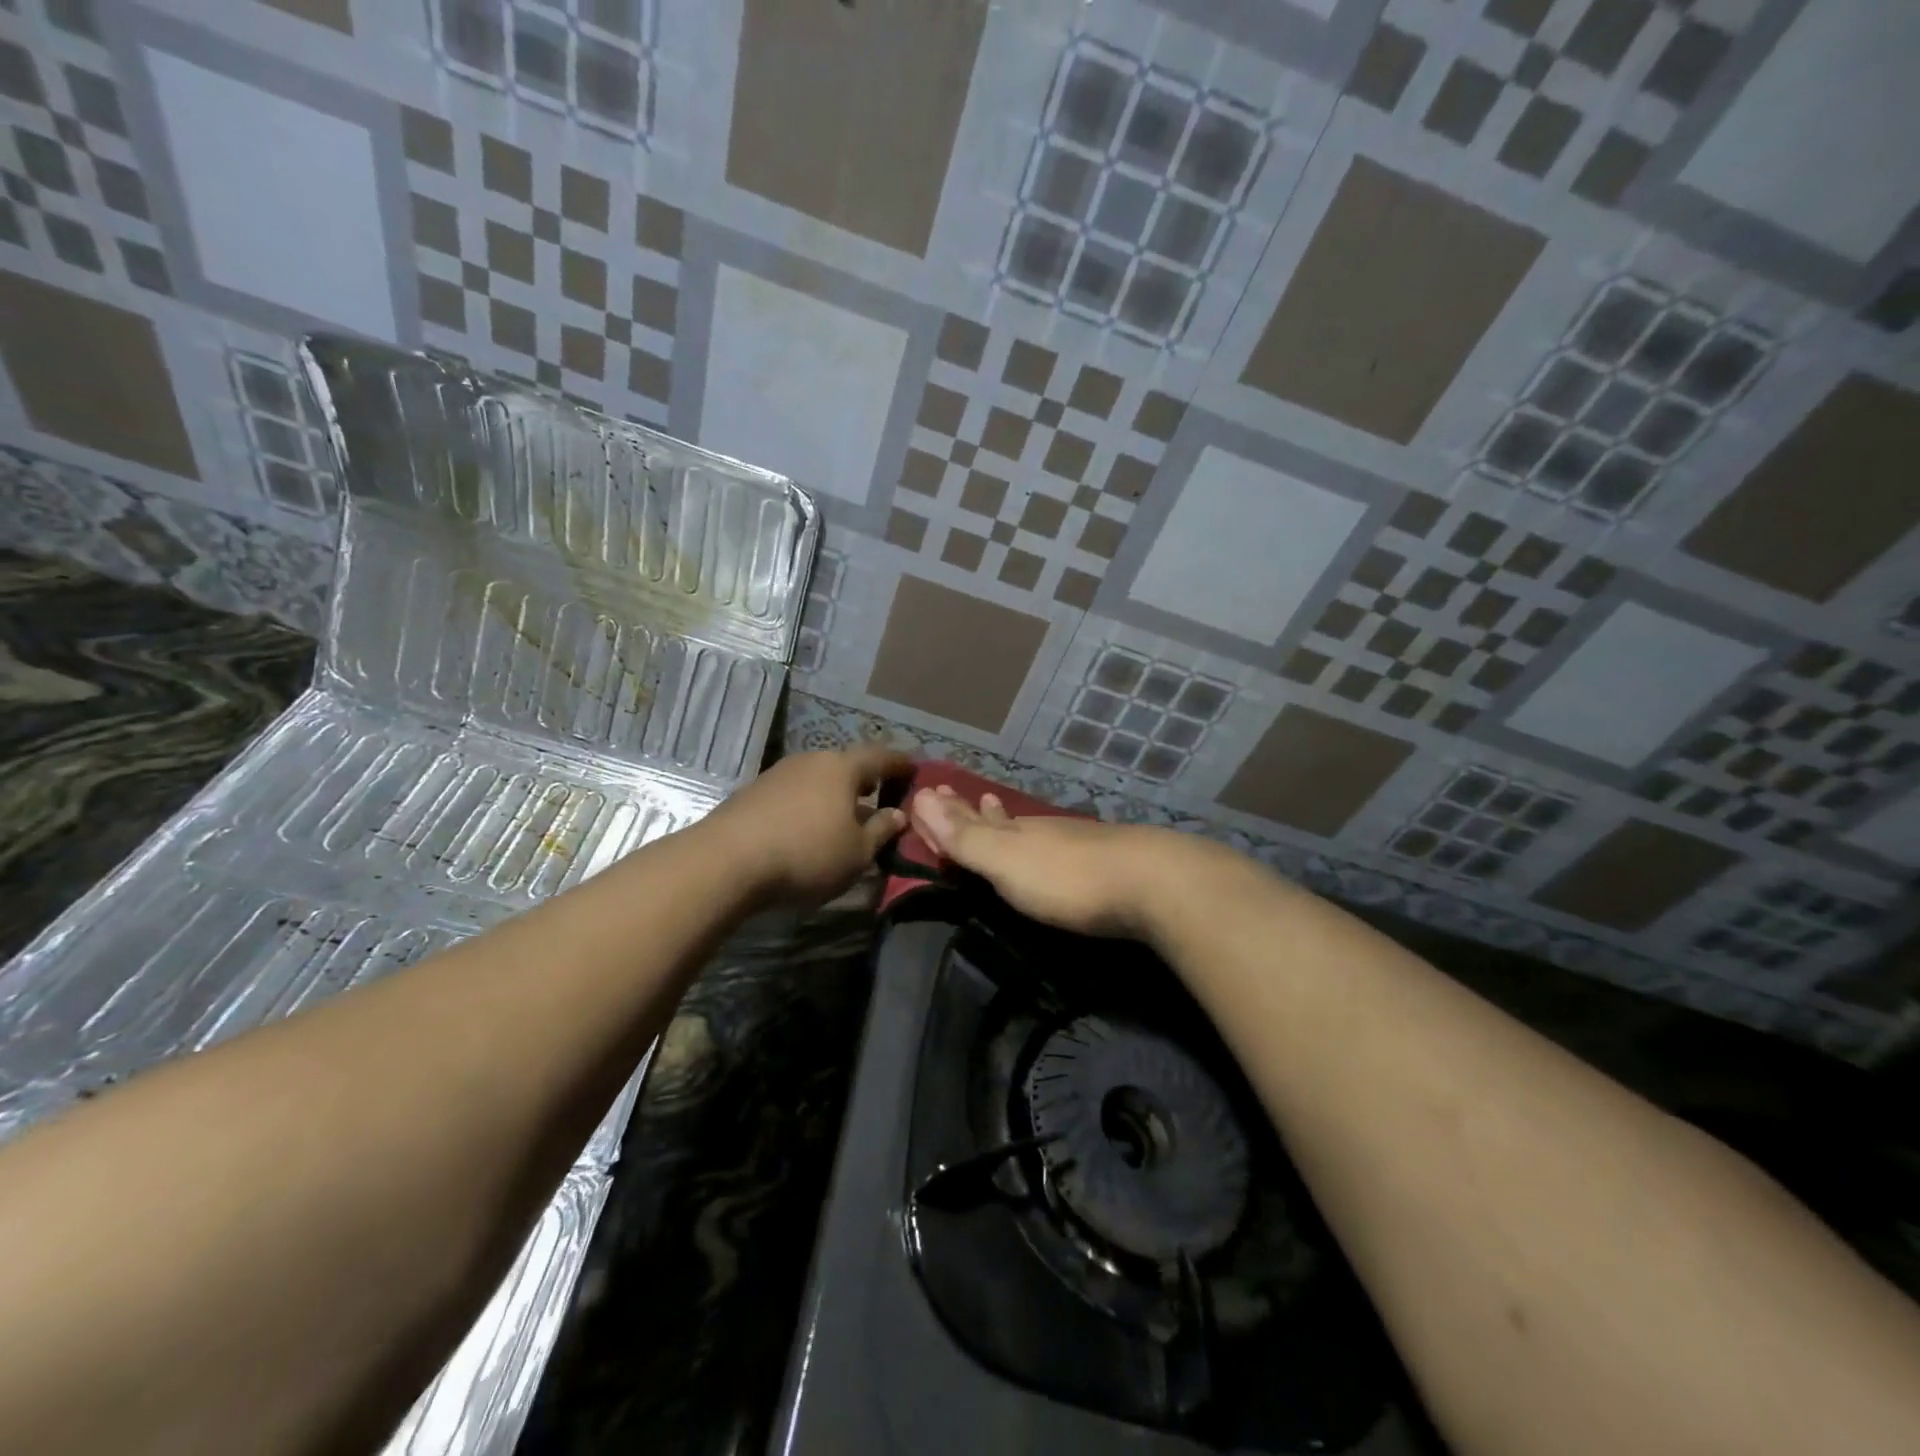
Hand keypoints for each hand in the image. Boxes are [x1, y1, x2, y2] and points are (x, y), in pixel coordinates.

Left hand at [705, 745, 912, 905]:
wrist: (726, 861)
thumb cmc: (806, 854)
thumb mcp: (857, 852)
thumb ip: (881, 830)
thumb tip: (898, 815)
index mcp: (842, 768)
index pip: (881, 757)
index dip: (900, 763)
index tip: (915, 769)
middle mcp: (811, 760)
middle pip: (846, 765)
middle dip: (865, 780)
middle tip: (880, 796)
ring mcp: (778, 774)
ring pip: (818, 779)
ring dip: (835, 795)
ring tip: (845, 816)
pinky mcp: (753, 792)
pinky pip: (795, 793)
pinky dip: (809, 805)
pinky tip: (809, 827)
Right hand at [908, 785, 1187, 939]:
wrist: (1152, 884)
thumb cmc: (1068, 878)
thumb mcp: (1007, 861)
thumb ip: (966, 837)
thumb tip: (921, 796)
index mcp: (1014, 833)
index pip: (969, 819)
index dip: (945, 812)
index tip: (925, 795)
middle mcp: (1040, 831)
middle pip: (997, 819)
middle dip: (972, 811)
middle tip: (953, 794)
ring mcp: (1073, 842)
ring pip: (1027, 827)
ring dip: (1003, 820)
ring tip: (991, 805)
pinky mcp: (1101, 861)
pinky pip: (1053, 843)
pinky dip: (1037, 838)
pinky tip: (1049, 839)